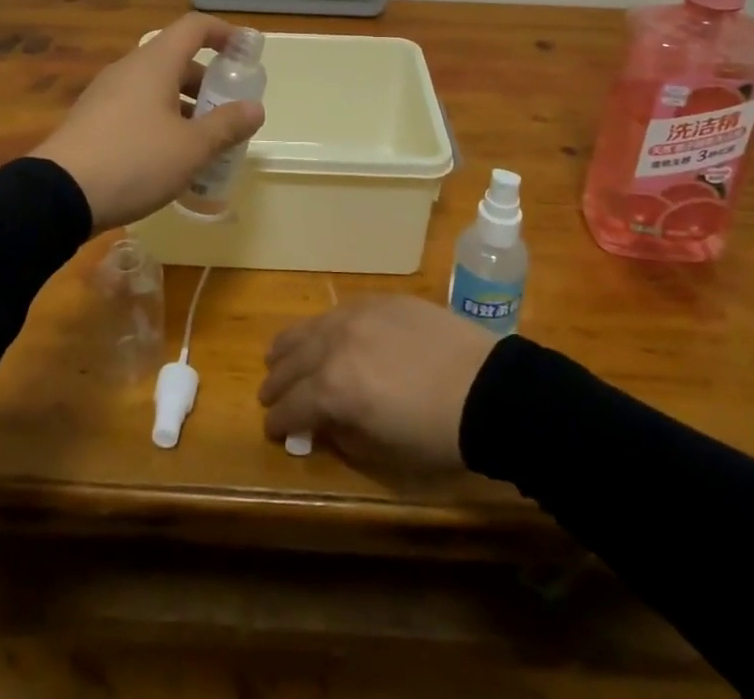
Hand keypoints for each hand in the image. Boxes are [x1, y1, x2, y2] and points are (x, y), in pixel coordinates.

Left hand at [31, 12, 265, 232]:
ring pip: (156, 87)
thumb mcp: (191, 148)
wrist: (57, 195)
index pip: (194, 27)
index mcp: (155, 63)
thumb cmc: (135, 160)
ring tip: (203, 142)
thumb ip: (227, 125)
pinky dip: (160, 121)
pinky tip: (168, 159)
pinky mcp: (92, 120)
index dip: (224, 33)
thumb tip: (255, 108)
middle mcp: (129, 69)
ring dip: (184, 106)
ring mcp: (106, 94)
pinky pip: (137, 108)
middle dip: (207, 82)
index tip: (246, 53)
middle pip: (176, 60)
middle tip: (227, 112)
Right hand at [259, 297, 497, 472]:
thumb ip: (343, 435)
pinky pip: (337, 311)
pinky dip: (321, 326)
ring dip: (289, 346)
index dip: (278, 420)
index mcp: (333, 388)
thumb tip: (323, 424)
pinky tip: (322, 332)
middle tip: (268, 393)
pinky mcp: (378, 300)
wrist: (486, 388)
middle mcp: (335, 344)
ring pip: (309, 328)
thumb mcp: (384, 452)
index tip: (271, 429)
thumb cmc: (436, 434)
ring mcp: (356, 315)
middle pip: (292, 361)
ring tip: (278, 354)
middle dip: (276, 382)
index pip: (292, 405)